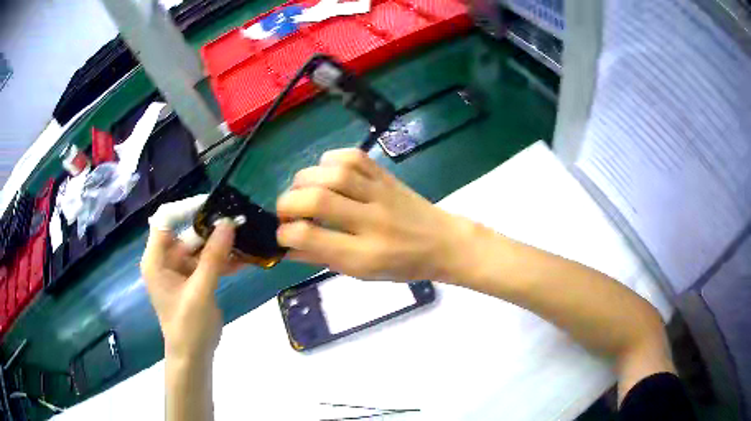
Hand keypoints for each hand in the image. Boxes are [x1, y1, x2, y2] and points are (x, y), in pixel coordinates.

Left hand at [141, 219, 240, 361]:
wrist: (194, 356)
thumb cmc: (188, 326)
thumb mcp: (200, 291)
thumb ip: (214, 257)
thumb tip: (228, 223)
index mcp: (156, 259)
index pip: (166, 220)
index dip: (187, 208)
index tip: (214, 206)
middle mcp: (166, 259)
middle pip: (187, 232)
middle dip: (212, 229)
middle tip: (239, 223)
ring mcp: (180, 270)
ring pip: (201, 247)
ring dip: (222, 245)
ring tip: (246, 239)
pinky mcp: (194, 280)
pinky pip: (208, 262)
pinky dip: (224, 261)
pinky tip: (245, 259)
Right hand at [276, 148, 464, 280]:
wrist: (442, 242)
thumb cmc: (401, 265)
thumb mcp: (360, 272)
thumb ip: (322, 258)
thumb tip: (286, 246)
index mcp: (363, 254)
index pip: (310, 237)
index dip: (285, 233)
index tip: (282, 233)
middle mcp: (370, 220)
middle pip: (317, 200)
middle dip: (287, 203)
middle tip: (286, 211)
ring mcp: (380, 193)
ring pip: (332, 173)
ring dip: (305, 179)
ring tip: (302, 191)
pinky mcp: (386, 175)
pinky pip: (352, 156)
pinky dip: (329, 161)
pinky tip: (326, 174)